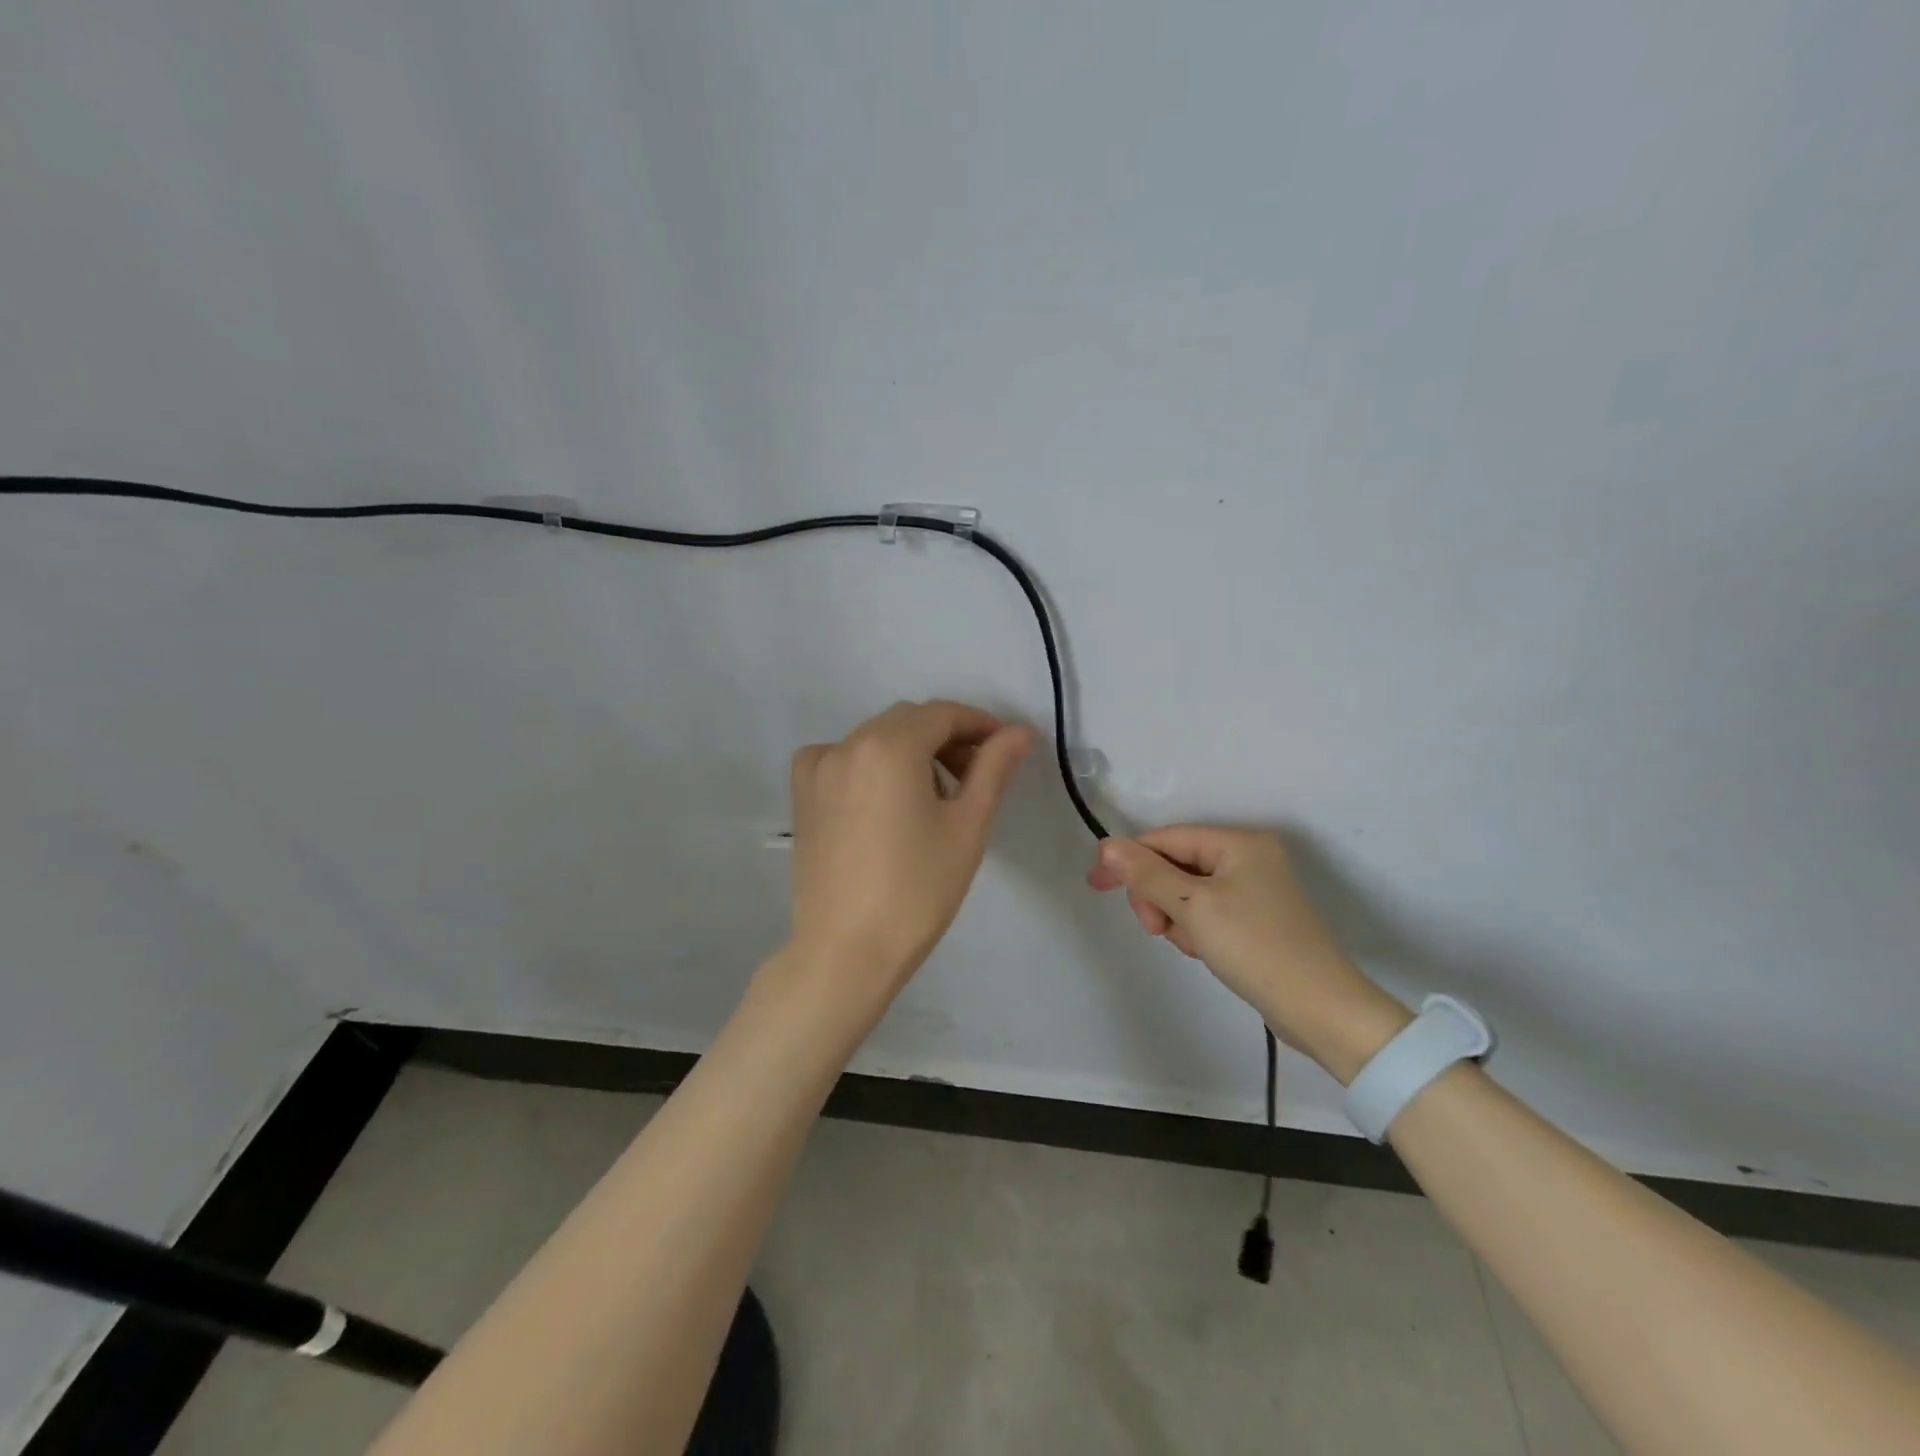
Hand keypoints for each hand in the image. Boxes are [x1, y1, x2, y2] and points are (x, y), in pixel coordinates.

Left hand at [781, 700, 1033, 1019]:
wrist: (847, 951)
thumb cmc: (918, 890)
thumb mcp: (967, 825)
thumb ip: (993, 768)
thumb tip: (1020, 731)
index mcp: (889, 746)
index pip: (943, 714)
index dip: (980, 725)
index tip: (1006, 748)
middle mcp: (847, 744)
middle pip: (908, 722)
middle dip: (947, 738)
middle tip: (977, 776)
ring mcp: (817, 768)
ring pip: (875, 739)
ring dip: (911, 751)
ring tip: (936, 796)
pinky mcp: (802, 795)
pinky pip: (843, 759)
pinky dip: (871, 765)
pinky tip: (885, 800)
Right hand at [1087, 827, 1408, 1081]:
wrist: (1320, 1010)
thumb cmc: (1256, 948)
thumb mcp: (1193, 908)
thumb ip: (1147, 874)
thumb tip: (1106, 847)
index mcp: (1240, 842)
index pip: (1167, 839)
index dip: (1128, 859)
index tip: (1096, 885)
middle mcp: (1249, 857)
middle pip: (1176, 864)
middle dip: (1158, 895)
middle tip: (1155, 928)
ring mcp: (1255, 889)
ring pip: (1188, 891)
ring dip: (1177, 917)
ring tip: (1191, 945)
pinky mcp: (1256, 919)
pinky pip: (1207, 911)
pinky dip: (1196, 929)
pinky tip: (1204, 951)